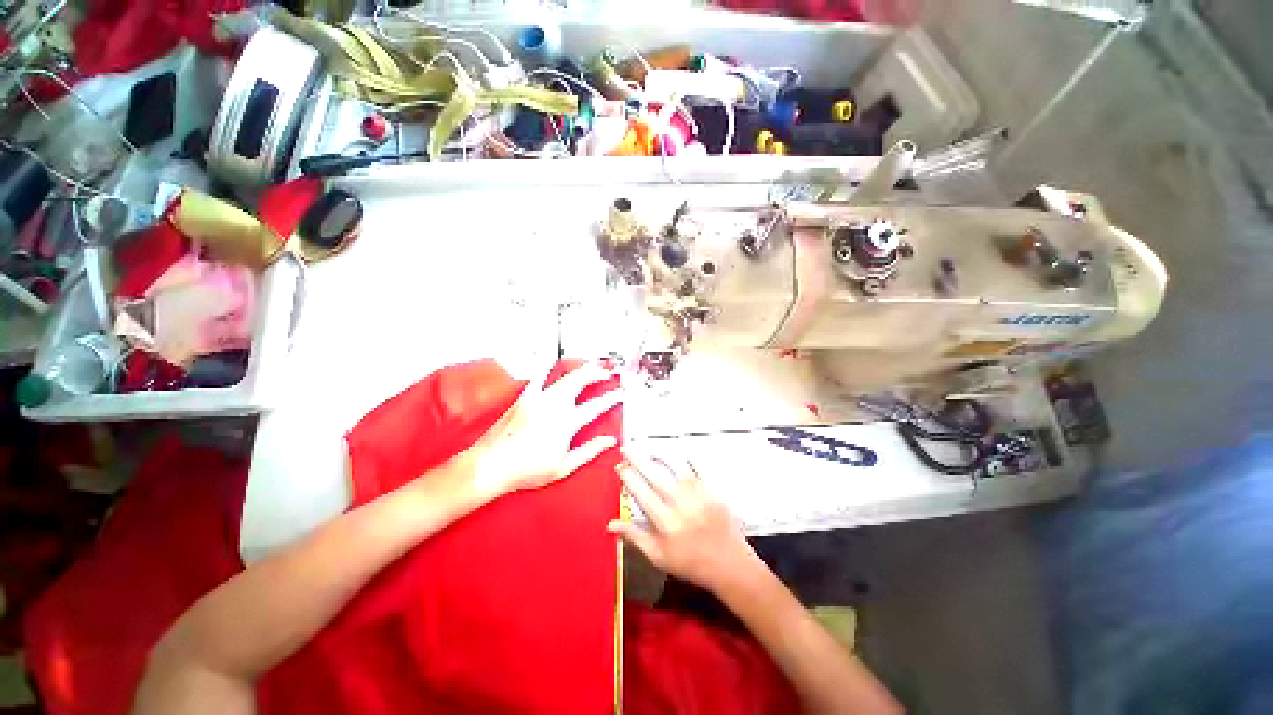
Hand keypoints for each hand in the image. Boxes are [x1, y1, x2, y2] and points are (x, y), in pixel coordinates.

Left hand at [464, 362, 621, 498]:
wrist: (490, 465)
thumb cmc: (524, 469)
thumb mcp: (563, 466)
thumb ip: (589, 451)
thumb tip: (608, 441)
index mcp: (566, 423)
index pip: (596, 406)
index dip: (612, 397)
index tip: (620, 394)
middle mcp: (554, 406)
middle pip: (581, 381)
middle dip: (598, 372)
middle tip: (608, 370)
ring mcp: (538, 399)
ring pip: (565, 376)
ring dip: (580, 369)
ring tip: (590, 365)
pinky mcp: (524, 397)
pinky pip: (539, 377)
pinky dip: (549, 368)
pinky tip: (553, 363)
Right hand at [609, 448, 763, 595]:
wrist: (729, 565)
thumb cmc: (691, 563)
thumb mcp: (658, 556)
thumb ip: (634, 537)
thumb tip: (610, 525)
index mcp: (666, 524)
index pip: (641, 493)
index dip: (628, 477)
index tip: (620, 467)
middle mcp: (682, 505)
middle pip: (655, 475)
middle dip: (638, 459)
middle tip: (627, 449)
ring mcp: (699, 495)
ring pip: (676, 466)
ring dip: (659, 454)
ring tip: (648, 449)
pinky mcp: (713, 489)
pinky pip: (697, 466)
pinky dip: (684, 457)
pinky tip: (675, 454)